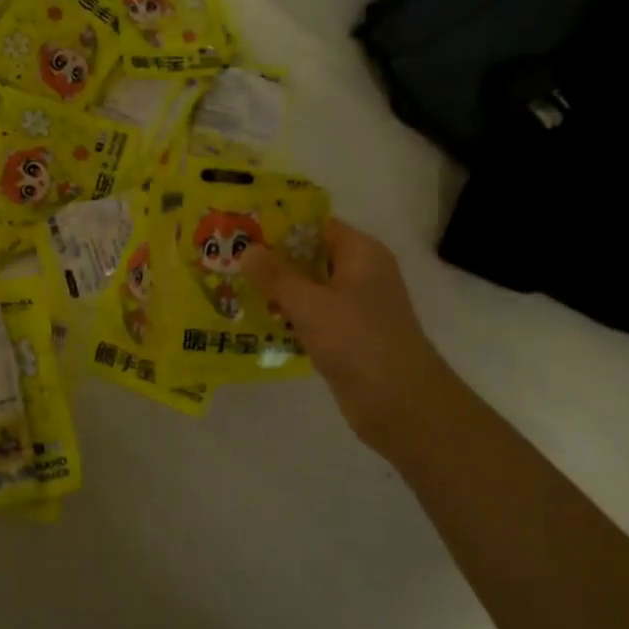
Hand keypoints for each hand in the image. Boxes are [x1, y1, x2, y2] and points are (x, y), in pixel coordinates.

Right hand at [244, 218, 451, 458]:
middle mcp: (361, 274)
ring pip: (309, 289)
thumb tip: (248, 249)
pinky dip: (289, 317)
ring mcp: (356, 307)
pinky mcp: (348, 337)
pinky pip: (313, 317)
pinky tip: (257, 322)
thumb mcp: (309, 303)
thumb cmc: (356, 340)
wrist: (400, 403)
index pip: (317, 226)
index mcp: (361, 253)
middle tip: (229, 261)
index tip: (242, 230)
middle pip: (311, 257)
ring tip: (234, 289)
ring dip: (277, 291)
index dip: (280, 225)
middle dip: (272, 260)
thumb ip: (275, 275)